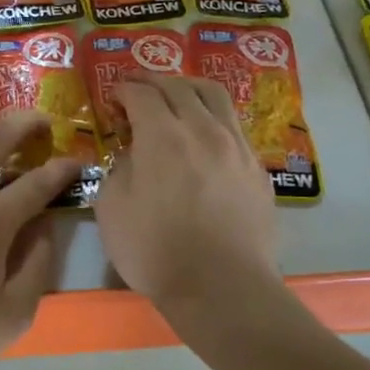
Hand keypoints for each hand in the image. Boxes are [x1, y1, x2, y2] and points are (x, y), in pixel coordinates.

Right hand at [94, 74, 277, 311]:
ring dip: (190, 89)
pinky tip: (205, 135)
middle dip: (154, 82)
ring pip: (215, 97)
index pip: (142, 94)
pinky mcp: (257, 168)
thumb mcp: (112, 208)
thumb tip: (134, 153)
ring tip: (177, 97)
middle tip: (139, 88)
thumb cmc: (156, 250)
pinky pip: (233, 126)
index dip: (124, 89)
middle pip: (180, 87)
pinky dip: (213, 118)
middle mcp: (203, 129)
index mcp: (162, 135)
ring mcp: (236, 146)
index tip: (113, 95)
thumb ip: (119, 168)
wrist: (222, 287)